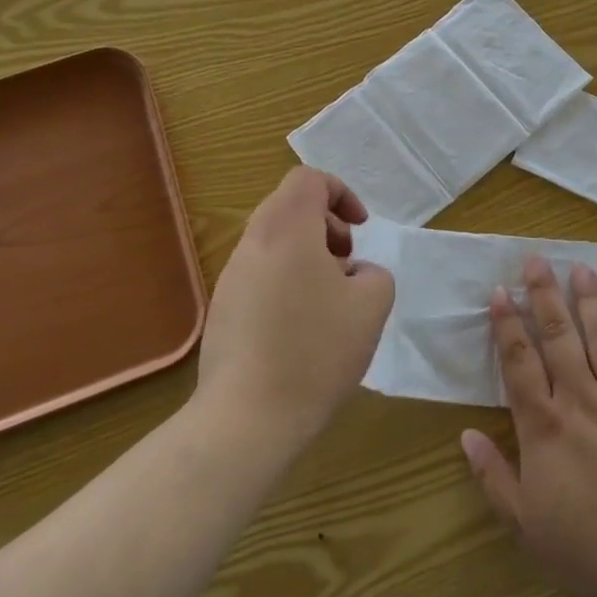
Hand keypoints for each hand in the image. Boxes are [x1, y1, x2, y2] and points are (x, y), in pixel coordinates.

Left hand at [195, 167, 395, 448]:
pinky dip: (287, 282)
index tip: (360, 229)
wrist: (247, 418)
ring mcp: (231, 277)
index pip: (308, 179)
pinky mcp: (222, 310)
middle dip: (327, 226)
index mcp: (286, 230)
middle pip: (289, 208)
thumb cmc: (316, 351)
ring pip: (274, 243)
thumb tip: (353, 273)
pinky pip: (261, 276)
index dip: (341, 193)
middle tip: (348, 263)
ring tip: (330, 301)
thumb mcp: (372, 305)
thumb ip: (374, 273)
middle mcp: (253, 244)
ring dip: (308, 256)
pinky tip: (303, 330)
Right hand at [460, 260, 596, 596]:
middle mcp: (583, 401)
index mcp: (546, 427)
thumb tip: (465, 434)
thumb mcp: (527, 526)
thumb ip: (494, 477)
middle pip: (559, 337)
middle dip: (544, 295)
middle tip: (536, 259)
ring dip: (589, 300)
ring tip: (580, 268)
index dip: (507, 325)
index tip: (498, 292)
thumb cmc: (591, 551)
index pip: (519, 363)